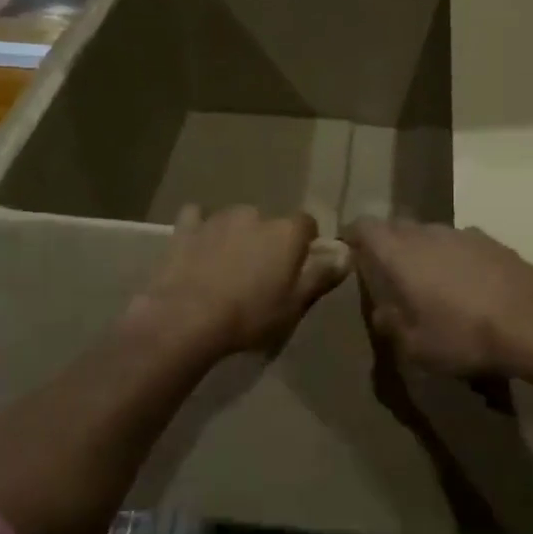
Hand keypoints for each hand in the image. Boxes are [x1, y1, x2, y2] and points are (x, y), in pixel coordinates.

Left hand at [126, 205, 348, 359]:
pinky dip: (200, 229)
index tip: (297, 268)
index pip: (307, 225)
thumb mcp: (294, 305)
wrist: (186, 318)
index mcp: (286, 232)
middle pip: (269, 223)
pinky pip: (197, 219)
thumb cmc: (250, 316)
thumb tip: (346, 254)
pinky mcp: (186, 227)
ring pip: (235, 220)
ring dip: (236, 236)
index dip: (304, 244)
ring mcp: (218, 218)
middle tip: (260, 274)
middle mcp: (255, 215)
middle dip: (267, 241)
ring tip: (227, 267)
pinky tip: (197, 247)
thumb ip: (321, 275)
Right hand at [344, 219, 532, 376]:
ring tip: (430, 282)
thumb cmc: (463, 336)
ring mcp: (461, 233)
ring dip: (423, 251)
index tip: (350, 250)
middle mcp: (426, 233)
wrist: (532, 323)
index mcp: (399, 253)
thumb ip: (391, 324)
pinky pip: (459, 243)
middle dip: (388, 245)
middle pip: (397, 227)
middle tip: (389, 274)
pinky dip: (454, 257)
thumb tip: (382, 311)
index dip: (353, 235)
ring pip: (430, 234)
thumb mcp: (416, 346)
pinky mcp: (491, 240)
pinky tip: (467, 284)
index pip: (364, 226)